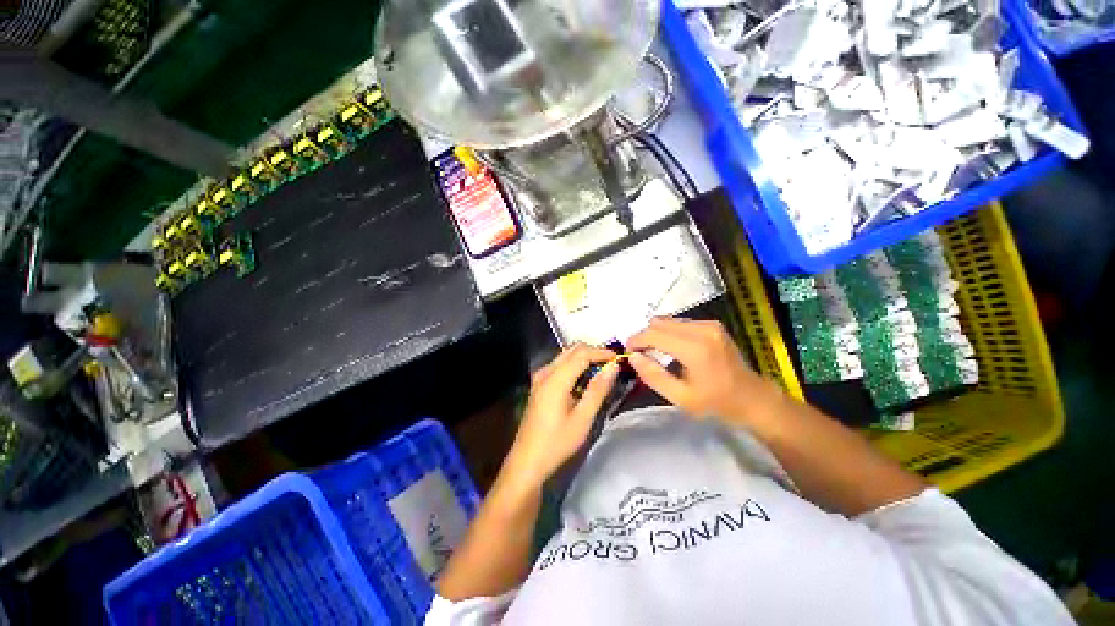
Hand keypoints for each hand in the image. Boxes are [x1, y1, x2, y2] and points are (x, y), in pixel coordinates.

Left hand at [504, 344, 619, 488]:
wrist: (527, 461)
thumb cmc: (557, 442)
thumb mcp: (583, 418)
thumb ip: (598, 389)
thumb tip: (613, 366)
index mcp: (555, 379)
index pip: (581, 353)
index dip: (601, 352)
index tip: (619, 358)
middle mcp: (545, 372)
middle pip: (572, 350)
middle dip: (593, 352)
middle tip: (611, 364)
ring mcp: (540, 377)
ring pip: (565, 356)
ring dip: (584, 358)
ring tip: (602, 371)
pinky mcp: (539, 385)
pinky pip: (559, 366)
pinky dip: (574, 366)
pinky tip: (584, 380)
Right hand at [626, 318, 773, 423]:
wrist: (753, 398)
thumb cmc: (716, 403)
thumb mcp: (680, 397)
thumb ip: (653, 376)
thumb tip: (633, 357)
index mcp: (695, 349)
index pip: (654, 334)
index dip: (636, 340)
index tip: (628, 351)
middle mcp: (702, 330)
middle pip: (660, 323)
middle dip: (644, 336)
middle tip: (639, 353)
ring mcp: (709, 325)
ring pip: (669, 321)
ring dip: (656, 333)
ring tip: (653, 351)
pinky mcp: (713, 325)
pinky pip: (680, 323)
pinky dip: (669, 332)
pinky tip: (670, 348)